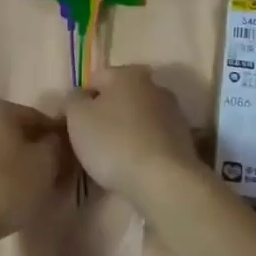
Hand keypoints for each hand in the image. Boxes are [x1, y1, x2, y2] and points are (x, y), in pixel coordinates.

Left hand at [0, 96, 71, 248]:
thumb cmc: (3, 187)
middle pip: (12, 132)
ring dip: (8, 163)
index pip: (36, 118)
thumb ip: (55, 144)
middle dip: (30, 151)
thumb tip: (53, 138)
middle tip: (46, 179)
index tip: (66, 162)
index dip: (55, 140)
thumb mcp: (45, 164)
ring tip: (22, 192)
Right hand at [63, 65, 196, 195]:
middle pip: (119, 97)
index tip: (71, 124)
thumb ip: (72, 101)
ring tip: (110, 156)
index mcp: (127, 74)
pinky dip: (141, 146)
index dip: (79, 100)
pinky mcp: (184, 140)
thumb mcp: (77, 118)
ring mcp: (173, 113)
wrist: (164, 181)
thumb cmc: (113, 141)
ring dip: (124, 130)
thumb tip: (77, 97)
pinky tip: (131, 165)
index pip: (94, 79)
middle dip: (104, 113)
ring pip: (137, 117)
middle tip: (88, 139)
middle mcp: (154, 86)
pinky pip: (152, 138)